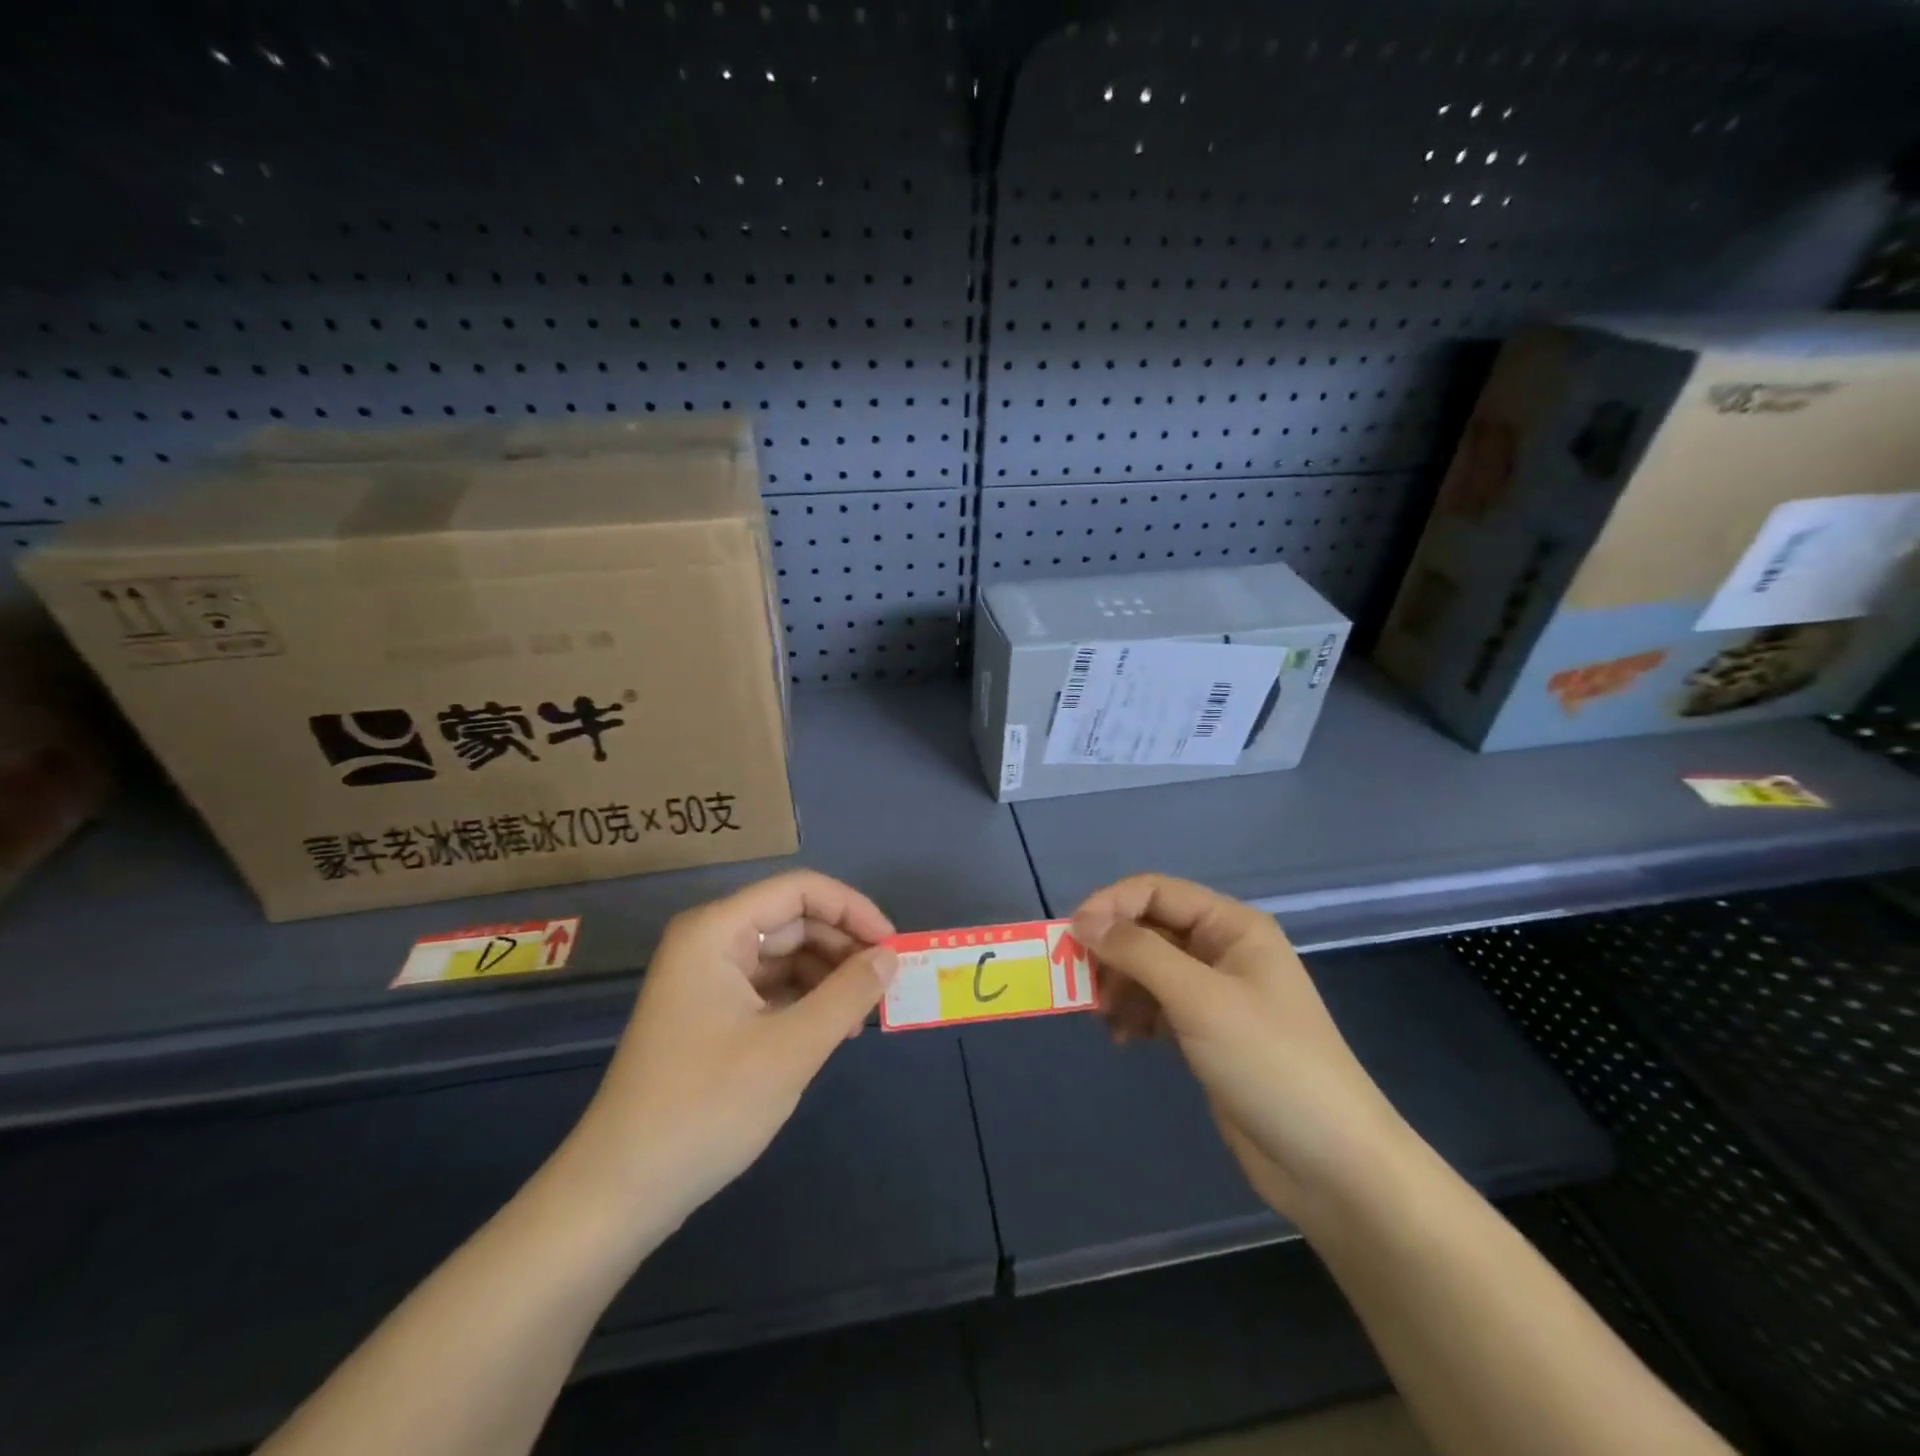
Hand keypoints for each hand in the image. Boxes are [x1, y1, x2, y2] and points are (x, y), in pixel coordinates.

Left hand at [559, 871, 897, 1229]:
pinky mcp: (710, 1013)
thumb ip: (848, 993)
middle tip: (885, 987)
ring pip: (785, 955)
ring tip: (861, 1017)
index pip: (800, 890)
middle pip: (793, 921)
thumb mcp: (791, 1047)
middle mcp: (710, 942)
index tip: (892, 947)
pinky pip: (770, 987)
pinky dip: (805, 1001)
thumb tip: (891, 956)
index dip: (853, 910)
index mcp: (717, 931)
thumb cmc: (707, 1107)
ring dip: (828, 977)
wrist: (621, 1191)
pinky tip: (831, 1030)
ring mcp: (707, 979)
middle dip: (843, 948)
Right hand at [1072, 874, 1411, 1220]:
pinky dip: (1134, 1014)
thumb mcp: (1201, 1000)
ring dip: (1119, 985)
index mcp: (1232, 926)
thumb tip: (1083, 921)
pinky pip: (1157, 1004)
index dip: (1110, 905)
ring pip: (1148, 968)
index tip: (1071, 937)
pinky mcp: (1207, 1032)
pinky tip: (1124, 1039)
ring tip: (1106, 1019)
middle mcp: (1223, 950)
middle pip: (1149, 928)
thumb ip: (1140, 953)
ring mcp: (1216, 993)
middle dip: (1112, 951)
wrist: (1331, 1165)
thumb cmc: (1270, 1065)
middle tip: (1081, 984)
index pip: (1157, 891)